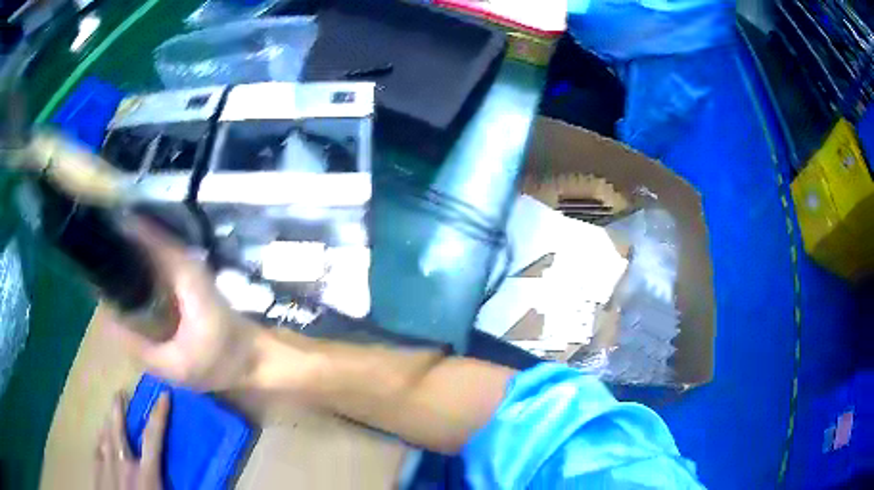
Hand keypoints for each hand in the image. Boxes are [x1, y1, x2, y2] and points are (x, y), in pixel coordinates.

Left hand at [95, 391, 168, 489]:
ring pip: (105, 437)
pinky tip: (99, 439)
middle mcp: (123, 464)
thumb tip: (199, 485)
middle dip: (119, 409)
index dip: (159, 415)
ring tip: (108, 413)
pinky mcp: (96, 474)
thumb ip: (173, 487)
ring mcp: (106, 467)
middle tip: (119, 392)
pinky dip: (99, 442)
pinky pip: (96, 451)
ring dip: (107, 423)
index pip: (153, 438)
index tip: (163, 395)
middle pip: (119, 430)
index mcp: (145, 473)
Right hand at [105, 222, 259, 391]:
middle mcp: (188, 262)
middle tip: (96, 238)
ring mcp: (191, 268)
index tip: (101, 224)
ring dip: (132, 244)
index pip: (152, 237)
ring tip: (103, 249)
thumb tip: (106, 320)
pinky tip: (125, 269)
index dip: (127, 227)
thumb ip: (139, 346)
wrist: (256, 359)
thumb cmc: (220, 362)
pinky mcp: (190, 277)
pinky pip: (160, 258)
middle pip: (151, 237)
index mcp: (185, 276)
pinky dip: (142, 258)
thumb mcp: (175, 366)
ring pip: (155, 245)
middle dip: (124, 234)